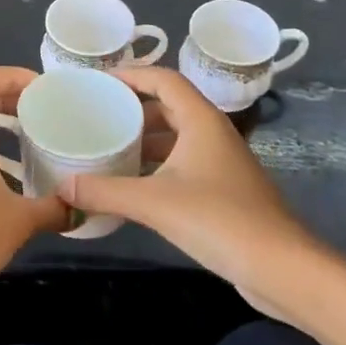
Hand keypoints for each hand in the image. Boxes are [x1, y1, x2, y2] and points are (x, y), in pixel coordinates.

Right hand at [57, 67, 320, 292]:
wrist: (283, 269)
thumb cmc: (220, 221)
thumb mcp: (155, 203)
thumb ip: (105, 192)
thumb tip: (62, 188)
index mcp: (201, 121)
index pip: (164, 79)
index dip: (131, 75)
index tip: (97, 82)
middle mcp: (213, 133)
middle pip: (168, 106)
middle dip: (132, 108)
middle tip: (96, 115)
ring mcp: (221, 163)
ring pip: (176, 137)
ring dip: (144, 139)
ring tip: (107, 146)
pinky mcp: (224, 190)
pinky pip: (183, 163)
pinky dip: (156, 165)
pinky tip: (133, 184)